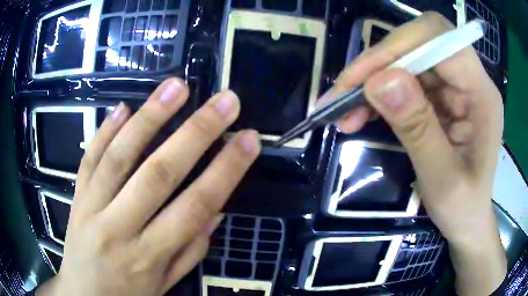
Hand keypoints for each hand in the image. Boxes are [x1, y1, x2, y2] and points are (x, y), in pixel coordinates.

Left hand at [36, 79, 260, 294]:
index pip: (195, 207)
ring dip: (150, 117)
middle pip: (159, 174)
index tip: (249, 139)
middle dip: (196, 132)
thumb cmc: (128, 295)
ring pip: (120, 157)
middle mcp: (119, 228)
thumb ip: (189, 250)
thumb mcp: (165, 284)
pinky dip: (105, 130)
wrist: (83, 295)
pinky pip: (89, 158)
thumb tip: (215, 211)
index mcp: (149, 256)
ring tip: (177, 86)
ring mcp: (91, 208)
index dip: (226, 170)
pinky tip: (123, 107)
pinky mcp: (75, 197)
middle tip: (225, 101)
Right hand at [328, 13, 505, 294]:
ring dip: (371, 80)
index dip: (399, 46)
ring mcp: (453, 85)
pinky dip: (376, 93)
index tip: (361, 79)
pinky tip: (359, 113)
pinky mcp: (440, 95)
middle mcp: (468, 79)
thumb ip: (418, 129)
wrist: (468, 219)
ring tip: (343, 111)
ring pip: (405, 59)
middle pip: (418, 42)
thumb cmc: (463, 207)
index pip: (439, 39)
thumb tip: (379, 82)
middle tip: (343, 95)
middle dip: (378, 63)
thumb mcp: (443, 180)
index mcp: (481, 93)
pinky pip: (403, 79)